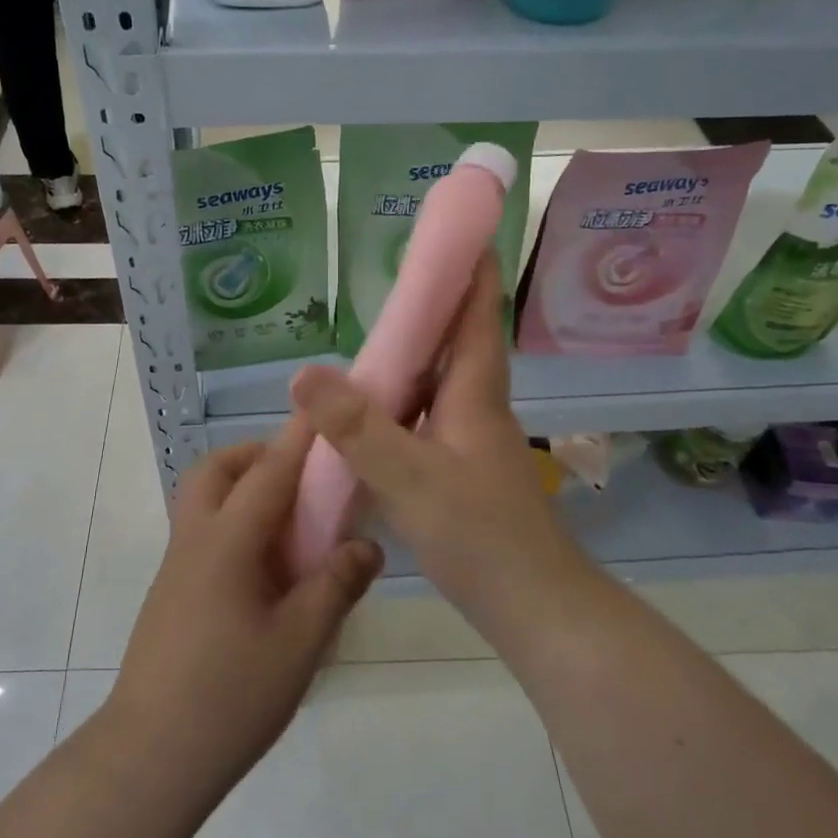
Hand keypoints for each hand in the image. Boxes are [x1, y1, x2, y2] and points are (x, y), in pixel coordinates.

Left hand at [106, 420, 382, 799]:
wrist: (149, 757)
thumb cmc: (230, 696)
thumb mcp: (300, 642)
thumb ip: (336, 585)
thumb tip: (367, 546)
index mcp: (227, 541)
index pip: (270, 470)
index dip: (300, 436)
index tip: (323, 404)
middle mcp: (196, 539)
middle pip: (217, 470)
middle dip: (258, 455)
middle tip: (302, 477)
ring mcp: (177, 566)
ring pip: (203, 498)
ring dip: (241, 487)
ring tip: (289, 523)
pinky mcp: (171, 593)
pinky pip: (203, 532)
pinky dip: (233, 522)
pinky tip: (265, 569)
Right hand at [289, 256, 585, 621]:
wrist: (533, 607)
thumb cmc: (481, 534)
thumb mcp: (410, 478)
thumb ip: (357, 428)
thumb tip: (304, 372)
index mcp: (475, 393)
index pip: (476, 314)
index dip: (471, 269)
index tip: (456, 230)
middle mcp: (478, 407)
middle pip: (457, 342)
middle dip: (432, 307)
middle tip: (388, 284)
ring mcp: (473, 442)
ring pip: (440, 384)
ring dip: (413, 358)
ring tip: (368, 346)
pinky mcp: (463, 471)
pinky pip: (428, 420)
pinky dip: (402, 406)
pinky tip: (371, 419)